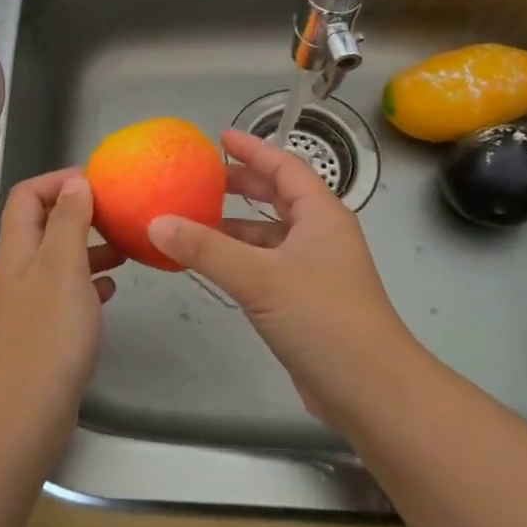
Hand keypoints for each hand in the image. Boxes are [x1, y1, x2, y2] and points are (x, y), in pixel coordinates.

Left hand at [0, 170, 122, 427]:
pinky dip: (88, 283)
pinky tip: (112, 289)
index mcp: (17, 248)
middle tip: (117, 212)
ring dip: (89, 247)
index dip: (58, 180)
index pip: (27, 194)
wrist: (26, 410)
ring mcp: (28, 302)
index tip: (98, 181)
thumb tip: (75, 182)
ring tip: (124, 248)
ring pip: (58, 259)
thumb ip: (69, 221)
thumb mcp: (63, 266)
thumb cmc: (48, 332)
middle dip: (79, 213)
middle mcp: (18, 270)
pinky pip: (66, 292)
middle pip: (43, 224)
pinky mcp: (42, 330)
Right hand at [148, 130, 419, 426]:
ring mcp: (315, 269)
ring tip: (194, 221)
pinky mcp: (306, 300)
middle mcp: (320, 235)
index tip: (220, 138)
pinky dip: (240, 258)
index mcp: (321, 215)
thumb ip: (206, 249)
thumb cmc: (322, 318)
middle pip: (280, 196)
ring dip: (237, 226)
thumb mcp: (259, 278)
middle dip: (243, 184)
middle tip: (202, 178)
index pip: (285, 166)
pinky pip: (267, 265)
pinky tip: (212, 266)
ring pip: (271, 234)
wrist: (370, 388)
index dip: (253, 149)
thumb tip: (156, 222)